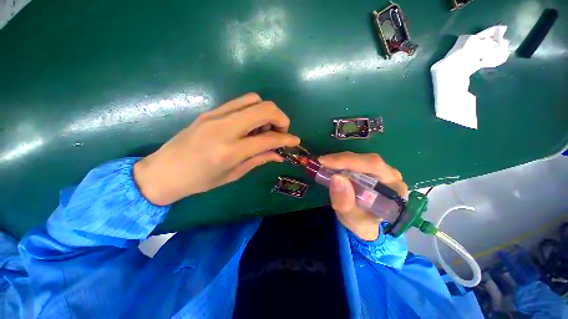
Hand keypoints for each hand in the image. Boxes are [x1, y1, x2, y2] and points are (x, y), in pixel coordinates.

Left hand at [134, 93, 299, 205]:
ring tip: (264, 129)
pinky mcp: (211, 111)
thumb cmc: (199, 181)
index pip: (268, 138)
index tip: (295, 141)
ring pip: (253, 100)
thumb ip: (259, 160)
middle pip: (264, 108)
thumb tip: (279, 154)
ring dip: (267, 112)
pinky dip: (253, 110)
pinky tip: (250, 125)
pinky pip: (240, 102)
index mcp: (230, 150)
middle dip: (281, 118)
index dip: (286, 139)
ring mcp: (216, 115)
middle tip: (280, 132)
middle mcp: (224, 128)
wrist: (164, 171)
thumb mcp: (233, 174)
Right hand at [318, 152, 407, 240]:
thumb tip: (336, 177)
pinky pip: (356, 161)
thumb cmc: (363, 223)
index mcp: (394, 188)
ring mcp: (382, 171)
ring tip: (325, 164)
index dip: (349, 161)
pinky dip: (341, 162)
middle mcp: (391, 175)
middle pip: (367, 159)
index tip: (326, 161)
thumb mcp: (352, 219)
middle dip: (342, 160)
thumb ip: (345, 203)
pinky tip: (331, 165)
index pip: (373, 166)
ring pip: (360, 158)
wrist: (366, 224)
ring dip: (340, 160)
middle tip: (322, 162)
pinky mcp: (371, 170)